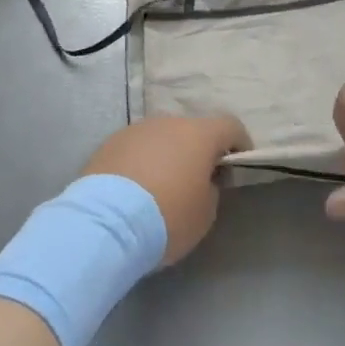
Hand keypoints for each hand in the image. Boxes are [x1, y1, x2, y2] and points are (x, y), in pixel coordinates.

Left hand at [83, 115, 250, 264]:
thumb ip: (210, 189)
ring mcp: (137, 130)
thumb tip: (201, 180)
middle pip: (192, 131)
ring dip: (167, 156)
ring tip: (159, 188)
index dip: (239, 143)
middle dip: (198, 152)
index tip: (237, 166)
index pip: (230, 126)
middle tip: (196, 181)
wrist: (105, 223)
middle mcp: (169, 122)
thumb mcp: (205, 213)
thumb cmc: (167, 216)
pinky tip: (134, 191)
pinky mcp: (110, 143)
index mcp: (199, 134)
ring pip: (161, 138)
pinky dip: (141, 163)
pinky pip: (136, 149)